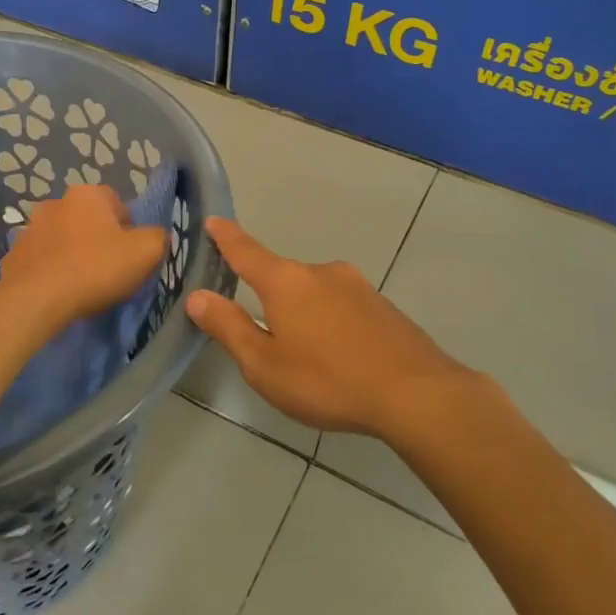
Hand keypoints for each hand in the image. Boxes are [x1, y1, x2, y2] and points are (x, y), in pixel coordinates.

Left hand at [0, 185, 166, 334]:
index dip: (129, 230)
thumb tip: (155, 236)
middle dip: (98, 239)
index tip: (130, 255)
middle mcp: (56, 202)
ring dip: (73, 253)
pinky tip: (59, 290)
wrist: (36, 299)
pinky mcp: (14, 254)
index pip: (118, 204)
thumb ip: (158, 237)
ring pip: (63, 238)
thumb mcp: (145, 252)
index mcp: (88, 194)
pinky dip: (51, 270)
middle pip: (88, 220)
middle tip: (108, 269)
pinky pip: (42, 259)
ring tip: (82, 283)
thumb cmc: (95, 268)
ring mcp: (30, 227)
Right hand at [185, 218, 489, 435]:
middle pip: (282, 277)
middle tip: (266, 338)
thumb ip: (229, 328)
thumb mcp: (264, 364)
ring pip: (314, 294)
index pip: (246, 252)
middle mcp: (320, 272)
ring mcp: (356, 285)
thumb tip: (197, 296)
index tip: (214, 220)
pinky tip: (340, 358)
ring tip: (308, 358)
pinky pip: (342, 307)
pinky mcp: (382, 305)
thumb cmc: (328, 380)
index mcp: (286, 282)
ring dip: (304, 315)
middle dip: (269, 299)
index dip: (227, 238)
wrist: (417, 394)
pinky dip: (331, 324)